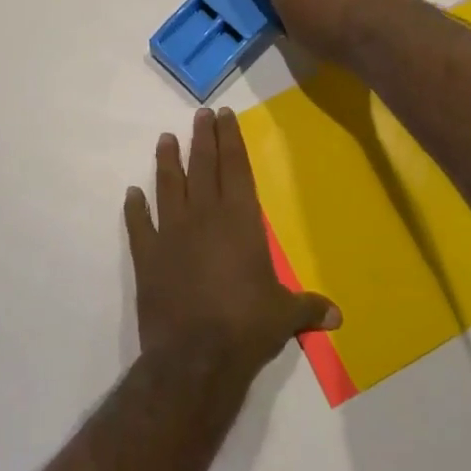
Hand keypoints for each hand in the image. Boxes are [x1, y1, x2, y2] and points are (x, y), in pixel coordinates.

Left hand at [124, 108, 339, 374]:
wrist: (194, 357)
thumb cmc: (246, 327)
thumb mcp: (284, 315)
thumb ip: (308, 307)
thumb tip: (339, 315)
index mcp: (240, 220)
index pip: (235, 167)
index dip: (230, 139)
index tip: (224, 115)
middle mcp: (204, 216)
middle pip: (202, 166)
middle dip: (203, 138)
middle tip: (200, 114)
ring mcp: (171, 233)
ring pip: (168, 186)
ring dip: (167, 162)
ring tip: (165, 139)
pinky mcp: (147, 257)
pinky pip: (138, 225)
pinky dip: (134, 209)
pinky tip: (131, 194)